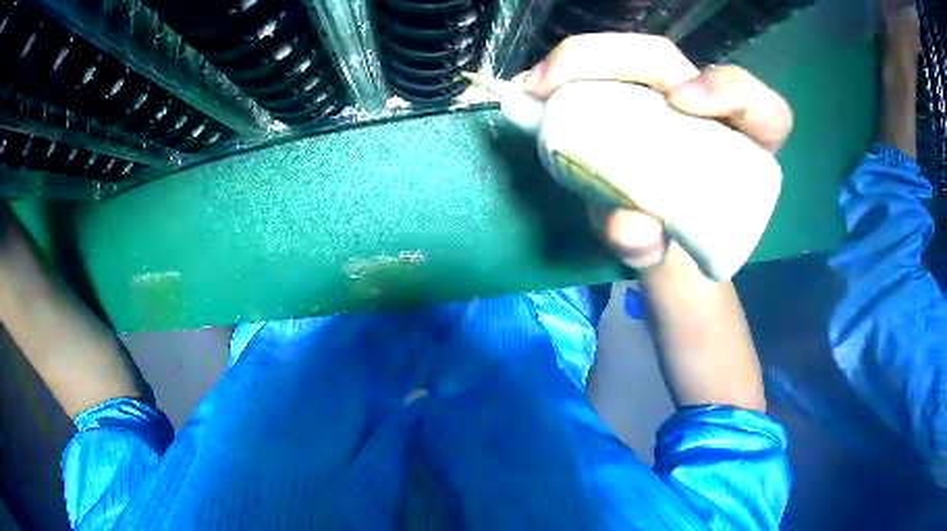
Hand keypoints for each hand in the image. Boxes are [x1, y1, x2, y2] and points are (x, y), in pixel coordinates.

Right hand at [523, 33, 792, 271]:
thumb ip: (650, 246)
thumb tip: (628, 223)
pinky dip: (567, 72)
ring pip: (634, 56)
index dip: (729, 90)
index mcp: (744, 144)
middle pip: (672, 61)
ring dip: (581, 59)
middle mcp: (706, 106)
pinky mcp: (633, 93)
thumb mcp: (665, 253)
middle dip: (618, 58)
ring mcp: (666, 93)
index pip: (760, 107)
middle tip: (559, 82)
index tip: (682, 103)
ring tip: (537, 85)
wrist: (653, 233)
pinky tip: (537, 87)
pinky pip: (603, 69)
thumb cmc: (674, 240)